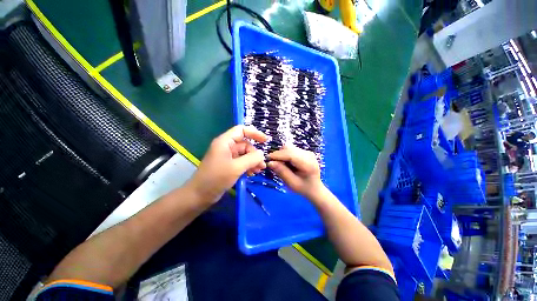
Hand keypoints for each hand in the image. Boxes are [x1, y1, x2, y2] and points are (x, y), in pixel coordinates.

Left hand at [188, 125, 268, 203]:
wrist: (199, 195)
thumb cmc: (216, 178)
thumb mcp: (236, 167)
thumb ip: (251, 159)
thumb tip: (262, 154)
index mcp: (225, 142)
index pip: (242, 130)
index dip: (254, 133)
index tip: (265, 141)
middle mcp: (226, 146)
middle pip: (245, 144)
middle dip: (255, 154)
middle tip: (262, 165)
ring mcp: (227, 156)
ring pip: (245, 154)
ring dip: (253, 161)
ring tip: (258, 171)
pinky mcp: (229, 165)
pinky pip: (242, 162)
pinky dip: (248, 166)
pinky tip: (252, 173)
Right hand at [267, 145, 324, 199]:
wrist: (315, 188)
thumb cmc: (304, 188)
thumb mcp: (292, 183)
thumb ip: (282, 172)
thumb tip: (270, 162)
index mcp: (308, 164)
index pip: (290, 154)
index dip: (277, 155)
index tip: (267, 159)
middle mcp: (308, 154)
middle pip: (289, 148)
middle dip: (279, 155)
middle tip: (274, 164)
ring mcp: (307, 151)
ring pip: (289, 147)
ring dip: (282, 154)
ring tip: (281, 165)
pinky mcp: (304, 151)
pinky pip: (291, 149)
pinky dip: (285, 155)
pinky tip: (287, 163)